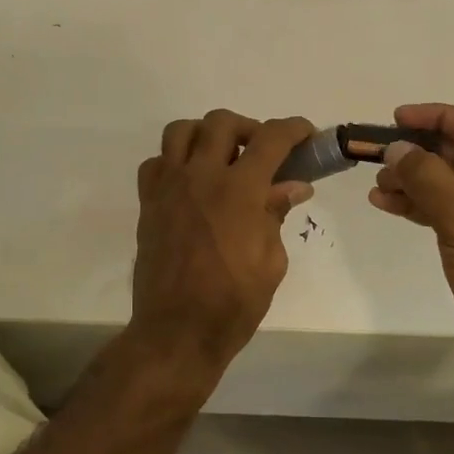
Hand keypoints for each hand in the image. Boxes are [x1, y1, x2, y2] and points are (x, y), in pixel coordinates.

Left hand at [129, 111, 315, 373]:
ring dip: (206, 135)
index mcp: (239, 190)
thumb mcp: (271, 261)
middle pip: (222, 122)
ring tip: (221, 158)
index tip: (305, 134)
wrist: (177, 331)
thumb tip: (293, 186)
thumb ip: (276, 214)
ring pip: (181, 131)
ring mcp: (169, 187)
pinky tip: (190, 182)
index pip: (271, 138)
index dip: (294, 128)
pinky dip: (175, 161)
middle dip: (249, 128)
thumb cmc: (233, 303)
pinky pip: (156, 162)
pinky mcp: (148, 203)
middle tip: (262, 153)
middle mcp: (200, 176)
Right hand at [369, 103, 453, 369]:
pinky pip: (447, 209)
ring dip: (415, 180)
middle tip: (381, 154)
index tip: (398, 118)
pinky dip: (419, 204)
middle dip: (421, 154)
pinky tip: (386, 202)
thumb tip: (396, 148)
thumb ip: (428, 178)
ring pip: (452, 182)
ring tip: (378, 184)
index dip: (439, 118)